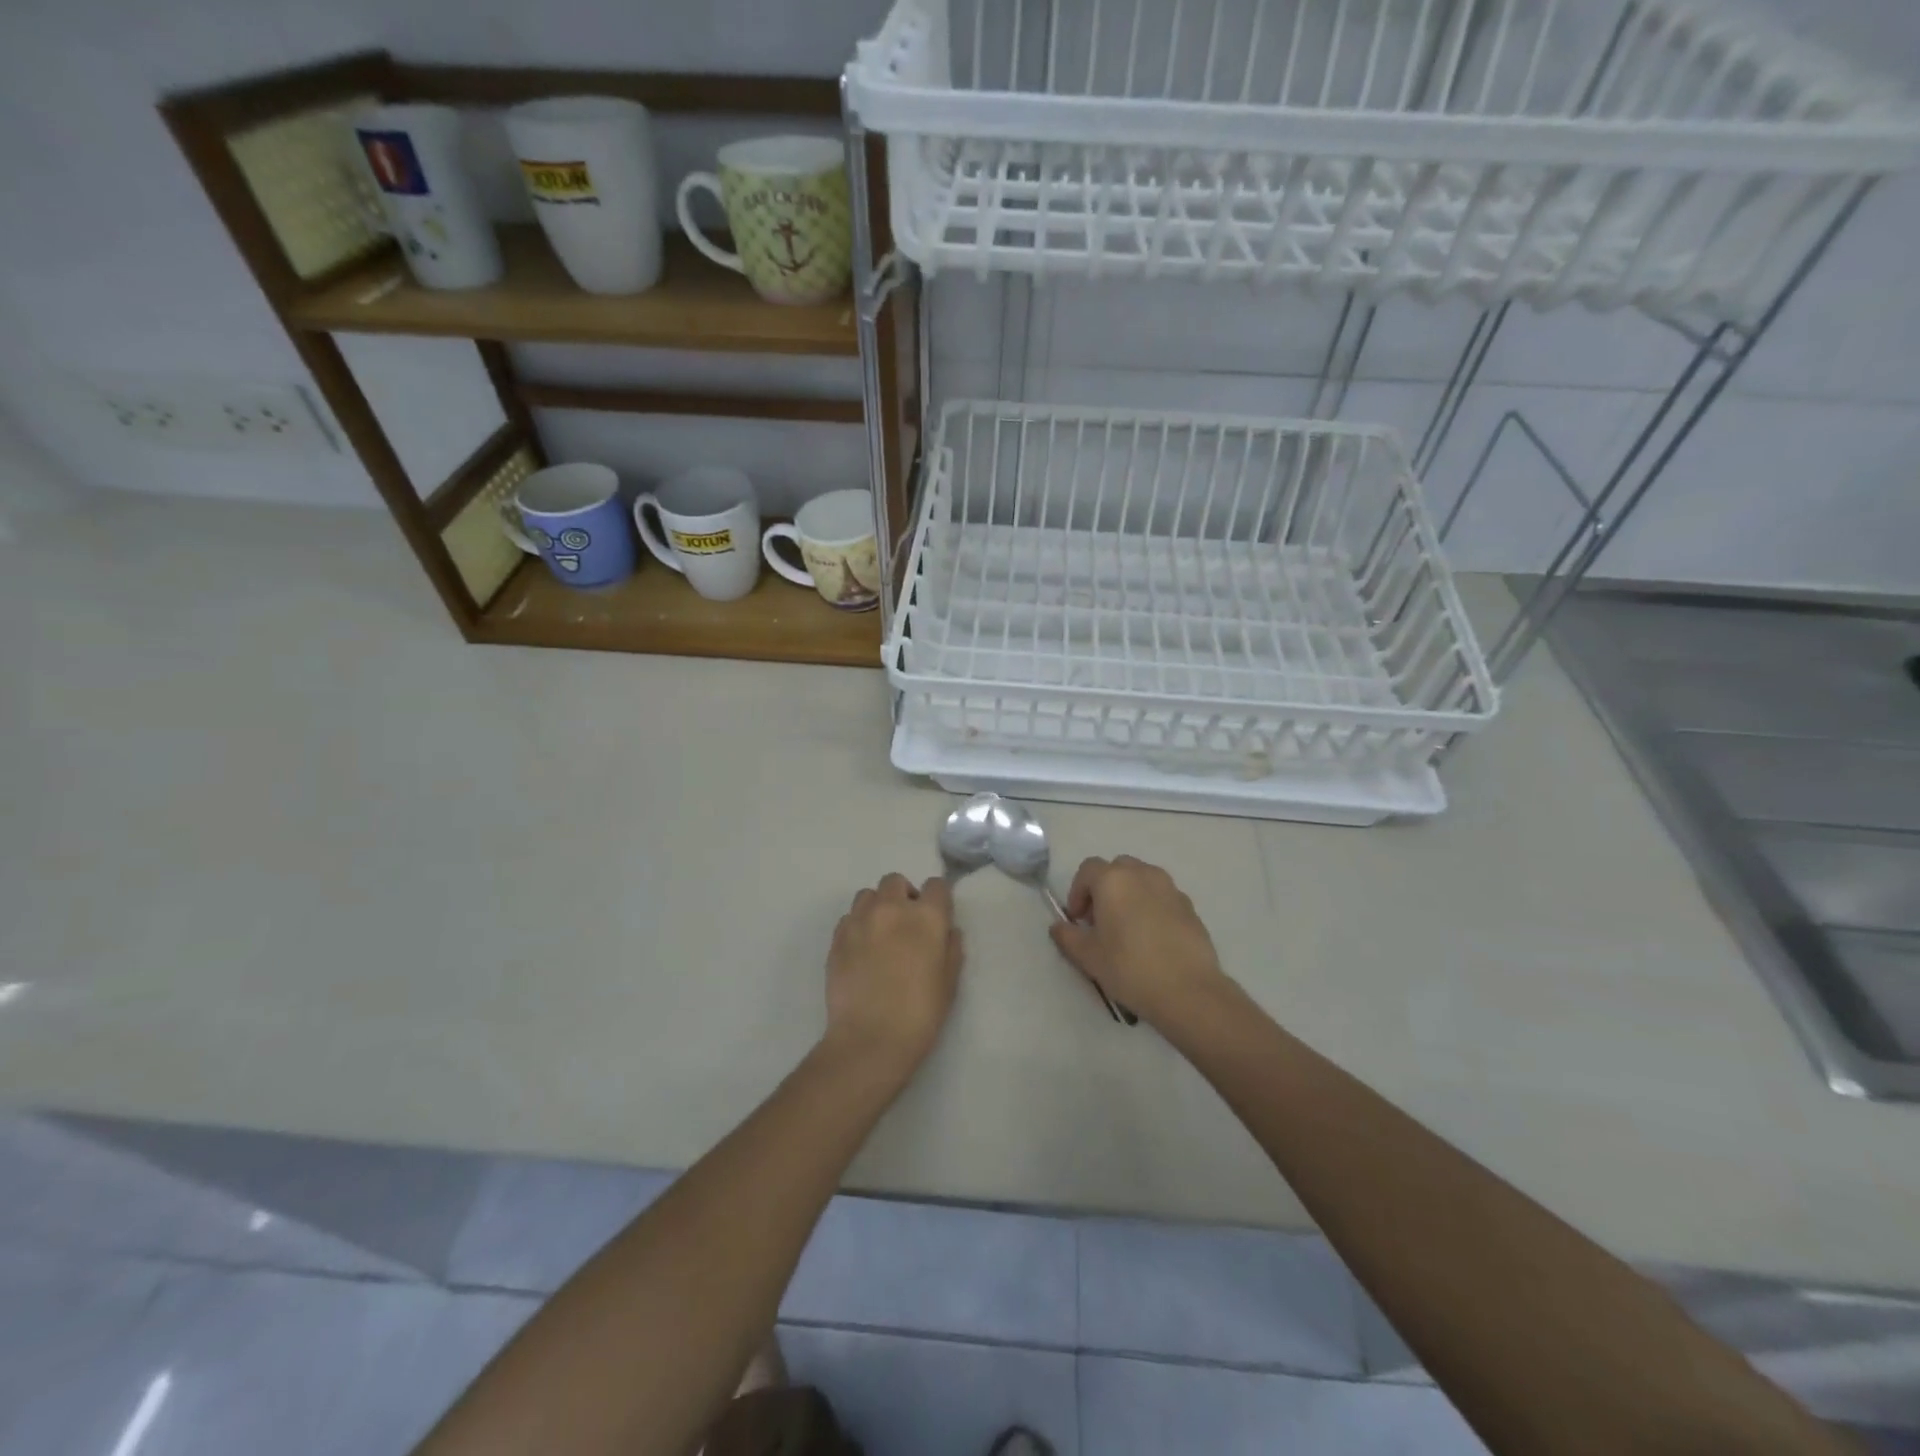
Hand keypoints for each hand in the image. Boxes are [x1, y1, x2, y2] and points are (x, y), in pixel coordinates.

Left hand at [824, 873, 961, 1074]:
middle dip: (903, 896)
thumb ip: (951, 948)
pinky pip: (848, 918)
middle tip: (907, 925)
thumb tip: (947, 930)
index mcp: (926, 917)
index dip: (938, 899)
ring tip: (880, 934)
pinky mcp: (837, 938)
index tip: (937, 917)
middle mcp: (891, 909)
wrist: (870, 1040)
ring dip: (877, 906)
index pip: (936, 885)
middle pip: (896, 881)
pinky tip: (861, 951)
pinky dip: (857, 925)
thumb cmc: (920, 1014)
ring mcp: (859, 921)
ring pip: (868, 895)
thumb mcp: (950, 982)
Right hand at [1049, 856, 1228, 1026]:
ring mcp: (1170, 887)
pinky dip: (1152, 906)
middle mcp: (1142, 874)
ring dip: (1129, 895)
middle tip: (1100, 921)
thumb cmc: (1130, 968)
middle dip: (1104, 889)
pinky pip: (1162, 896)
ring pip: (1142, 879)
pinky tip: (1152, 938)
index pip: (1088, 870)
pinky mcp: (1190, 906)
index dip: (1077, 892)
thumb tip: (1058, 927)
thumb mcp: (1089, 957)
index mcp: (1113, 880)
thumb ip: (1068, 937)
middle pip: (1116, 869)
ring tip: (1127, 929)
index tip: (1078, 920)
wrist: (1188, 990)